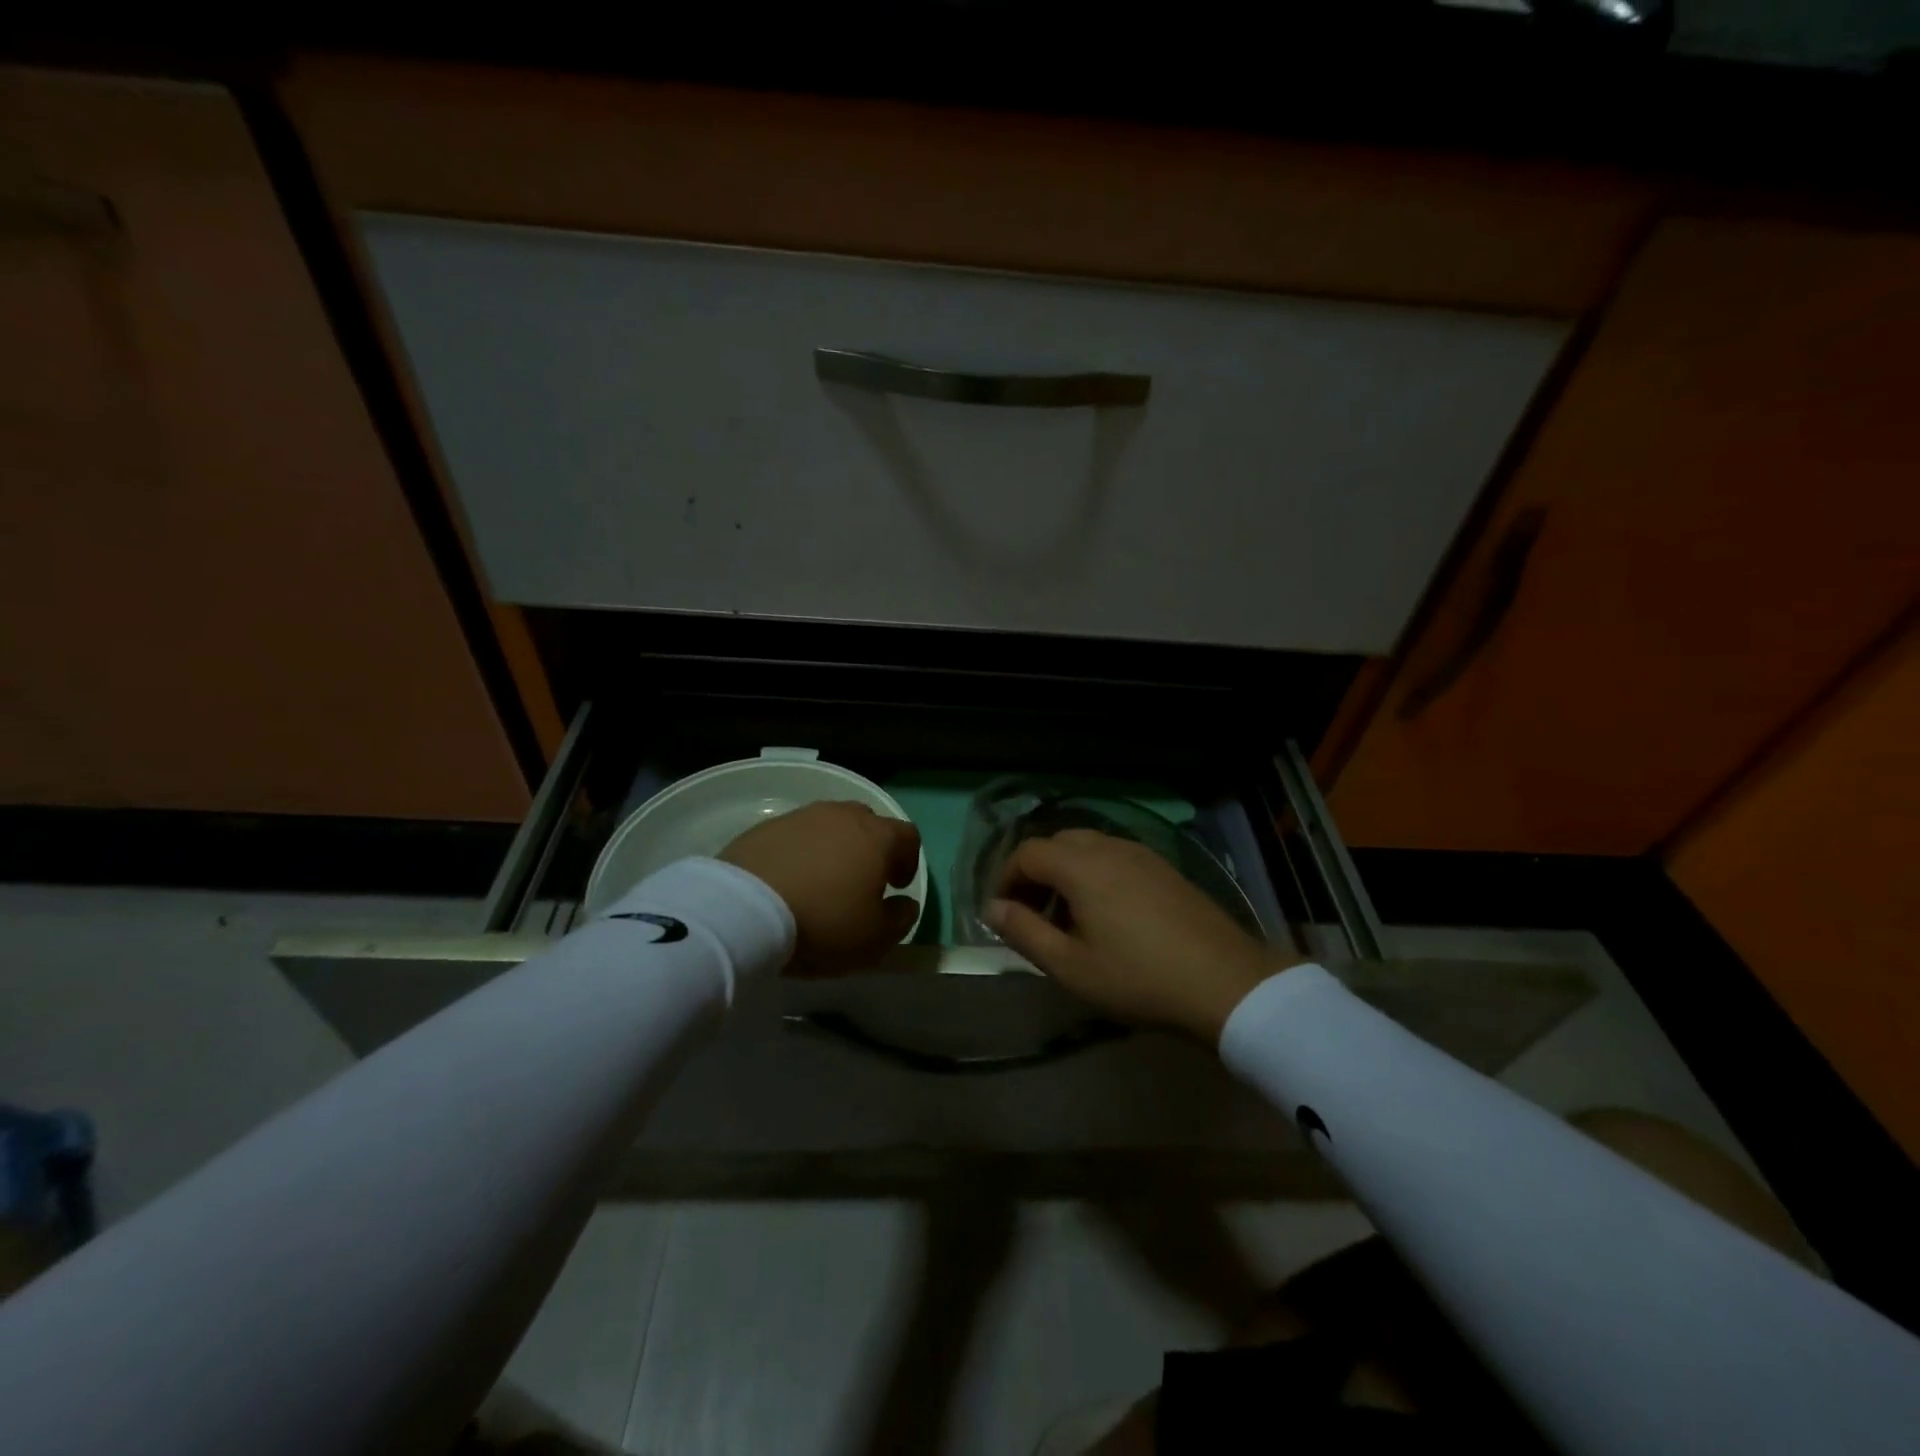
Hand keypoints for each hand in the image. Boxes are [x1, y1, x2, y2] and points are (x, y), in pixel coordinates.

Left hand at [722, 801, 922, 975]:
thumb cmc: (823, 922)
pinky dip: (800, 852)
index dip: (908, 860)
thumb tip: (905, 905)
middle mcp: (843, 816)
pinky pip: (795, 835)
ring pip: (830, 825)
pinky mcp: (766, 827)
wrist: (745, 909)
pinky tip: (789, 880)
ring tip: (821, 881)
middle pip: (868, 823)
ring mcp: (802, 817)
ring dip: (833, 848)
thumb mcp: (875, 938)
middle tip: (860, 881)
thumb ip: (900, 919)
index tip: (896, 887)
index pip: (908, 836)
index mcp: (877, 837)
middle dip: (871, 849)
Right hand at [985, 829, 1293, 1042]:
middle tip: (1034, 915)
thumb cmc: (1138, 978)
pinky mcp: (1165, 868)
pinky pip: (1116, 857)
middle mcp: (1109, 846)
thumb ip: (1024, 932)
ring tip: (1070, 919)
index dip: (1006, 878)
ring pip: (1088, 848)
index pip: (1027, 852)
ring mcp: (1142, 854)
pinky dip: (1096, 874)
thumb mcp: (1070, 965)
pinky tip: (1109, 915)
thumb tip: (991, 907)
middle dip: (1036, 873)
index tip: (1004, 913)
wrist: (1225, 982)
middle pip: (1057, 843)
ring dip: (1067, 873)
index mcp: (1081, 865)